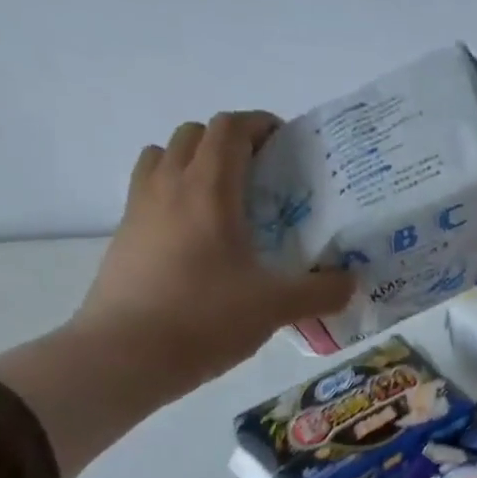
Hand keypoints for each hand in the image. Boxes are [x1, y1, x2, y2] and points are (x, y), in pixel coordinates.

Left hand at [73, 111, 354, 392]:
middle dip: (229, 142)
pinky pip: (149, 192)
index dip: (258, 125)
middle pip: (194, 135)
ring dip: (193, 162)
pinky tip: (196, 237)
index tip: (285, 142)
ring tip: (224, 200)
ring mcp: (139, 208)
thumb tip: (352, 282)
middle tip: (260, 176)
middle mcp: (169, 185)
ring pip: (163, 157)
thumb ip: (320, 292)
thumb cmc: (206, 318)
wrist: (128, 353)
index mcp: (209, 189)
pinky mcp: (124, 236)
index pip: (230, 129)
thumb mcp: (276, 307)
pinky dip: (173, 194)